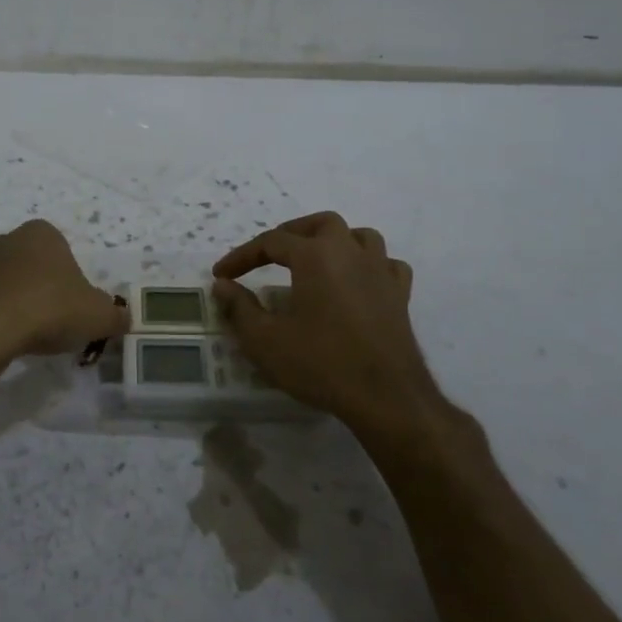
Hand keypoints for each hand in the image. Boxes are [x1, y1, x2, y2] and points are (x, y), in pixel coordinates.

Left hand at [0, 220, 127, 362]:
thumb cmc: (48, 310)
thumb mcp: (97, 316)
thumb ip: (114, 316)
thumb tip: (124, 319)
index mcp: (40, 235)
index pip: (55, 244)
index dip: (63, 272)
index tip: (67, 301)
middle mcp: (3, 240)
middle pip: (19, 256)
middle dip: (28, 278)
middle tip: (41, 315)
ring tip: (10, 324)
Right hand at [211, 211, 446, 436]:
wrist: (385, 398)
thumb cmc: (320, 364)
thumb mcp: (265, 340)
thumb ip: (239, 307)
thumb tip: (222, 285)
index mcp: (315, 256)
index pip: (271, 241)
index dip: (242, 256)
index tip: (221, 275)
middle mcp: (350, 252)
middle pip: (320, 224)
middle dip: (291, 233)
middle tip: (269, 255)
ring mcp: (381, 272)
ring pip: (360, 236)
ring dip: (334, 241)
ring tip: (315, 260)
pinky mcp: (400, 296)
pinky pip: (387, 264)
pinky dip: (369, 265)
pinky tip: (358, 281)